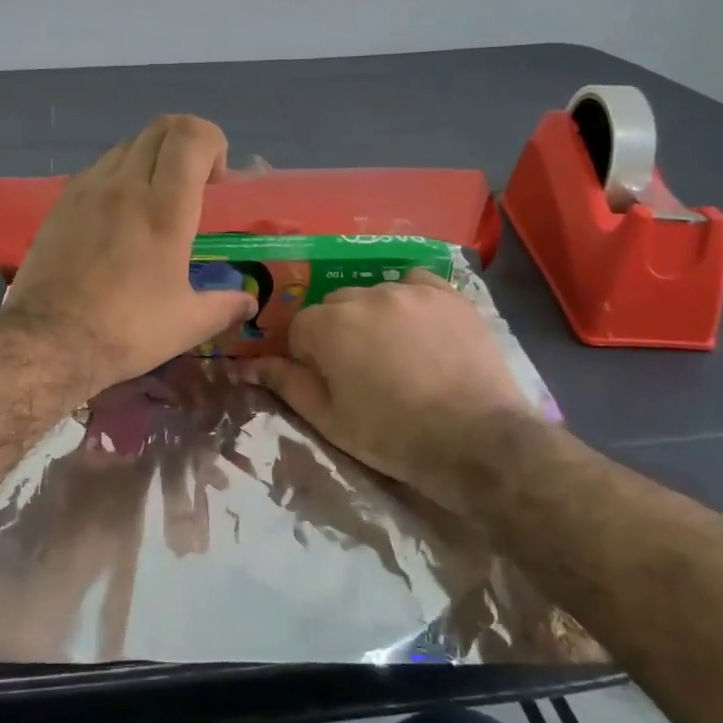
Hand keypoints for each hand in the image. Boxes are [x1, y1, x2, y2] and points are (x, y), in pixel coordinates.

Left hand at [2, 115, 256, 393]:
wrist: (48, 341)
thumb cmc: (127, 330)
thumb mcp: (188, 324)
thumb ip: (225, 306)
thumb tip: (249, 302)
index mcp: (165, 208)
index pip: (192, 136)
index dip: (213, 144)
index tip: (214, 183)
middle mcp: (126, 185)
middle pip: (161, 128)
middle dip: (186, 145)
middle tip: (191, 186)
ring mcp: (88, 189)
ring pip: (127, 144)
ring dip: (151, 158)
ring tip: (153, 200)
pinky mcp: (61, 202)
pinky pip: (98, 167)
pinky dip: (118, 174)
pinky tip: (117, 215)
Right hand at [243, 270, 534, 510]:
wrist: (475, 440)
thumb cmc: (392, 435)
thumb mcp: (329, 419)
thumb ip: (286, 384)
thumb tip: (247, 365)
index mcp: (329, 325)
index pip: (300, 328)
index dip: (309, 356)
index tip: (329, 381)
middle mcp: (364, 296)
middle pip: (336, 306)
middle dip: (339, 332)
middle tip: (363, 370)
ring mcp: (409, 291)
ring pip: (374, 294)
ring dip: (375, 317)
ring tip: (399, 353)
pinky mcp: (447, 294)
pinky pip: (416, 282)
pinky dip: (411, 298)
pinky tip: (422, 326)